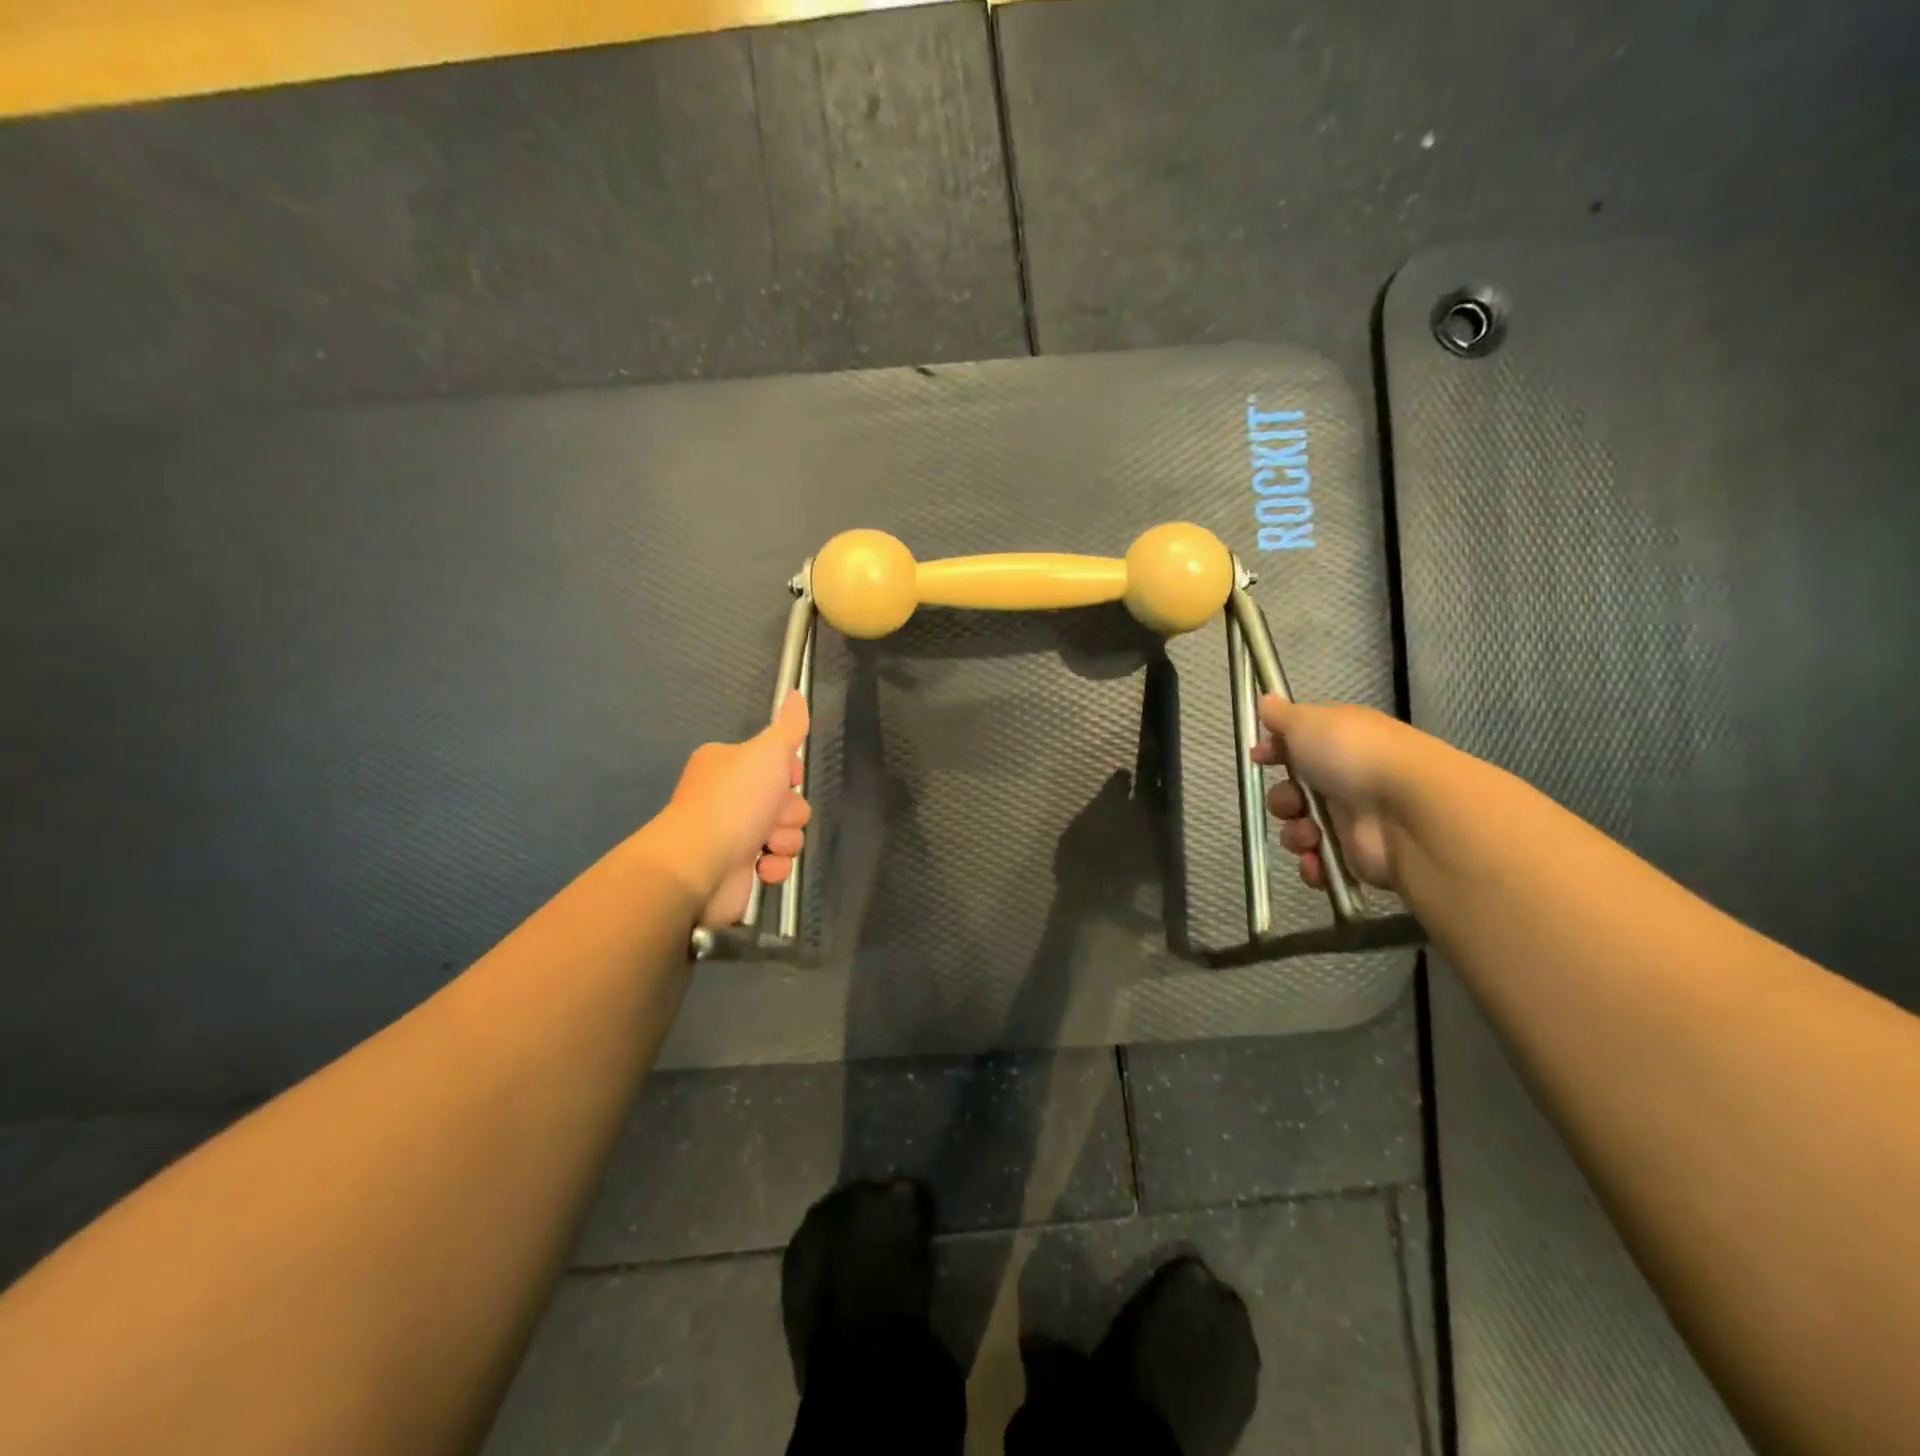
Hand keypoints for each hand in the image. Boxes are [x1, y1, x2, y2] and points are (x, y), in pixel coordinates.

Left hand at [665, 692, 811, 925]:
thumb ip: (789, 726)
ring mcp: (734, 835)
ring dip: (784, 840)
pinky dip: (774, 868)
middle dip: (789, 813)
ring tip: (766, 845)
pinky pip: (776, 864)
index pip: (777, 764)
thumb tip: (797, 693)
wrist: (700, 863)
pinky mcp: (740, 870)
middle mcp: (729, 798)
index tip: (790, 779)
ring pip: (787, 834)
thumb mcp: (767, 752)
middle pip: (788, 801)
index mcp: (729, 765)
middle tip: (773, 816)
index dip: (791, 774)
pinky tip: (761, 868)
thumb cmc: (734, 801)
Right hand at [1252, 697, 1419, 892]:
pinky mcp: (1358, 857)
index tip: (1259, 758)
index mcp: (1341, 742)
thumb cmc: (1355, 757)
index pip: (1300, 746)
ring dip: (1295, 834)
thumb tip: (1266, 700)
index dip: (1276, 753)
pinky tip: (1317, 859)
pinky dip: (1313, 864)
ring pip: (1302, 828)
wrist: (1409, 812)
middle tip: (1292, 803)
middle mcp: (1348, 779)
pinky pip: (1320, 863)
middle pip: (1295, 792)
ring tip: (1310, 835)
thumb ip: (1283, 716)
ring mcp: (1354, 820)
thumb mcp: (1310, 722)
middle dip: (1282, 800)